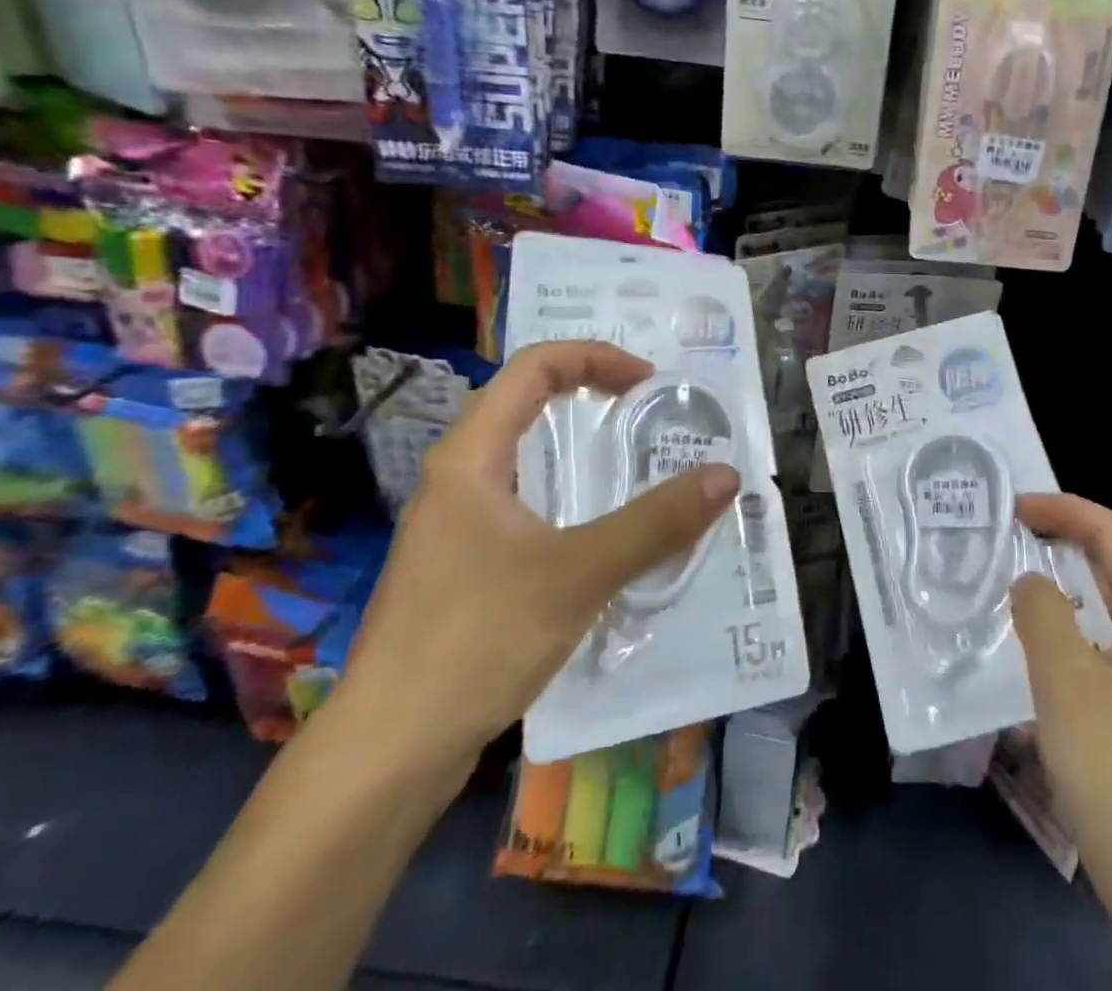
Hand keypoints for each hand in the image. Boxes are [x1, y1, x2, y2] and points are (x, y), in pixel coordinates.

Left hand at [336, 341, 740, 770]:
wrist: (386, 753)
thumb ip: (656, 522)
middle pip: (521, 401)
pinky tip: (591, 529)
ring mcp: (450, 524)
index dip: (594, 357)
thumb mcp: (579, 574)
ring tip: (626, 455)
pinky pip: (516, 499)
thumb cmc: (476, 641)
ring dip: (571, 440)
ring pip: (517, 453)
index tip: (648, 382)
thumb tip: (726, 474)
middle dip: (585, 389)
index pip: (532, 368)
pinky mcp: (456, 566)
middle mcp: (454, 478)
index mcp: (470, 457)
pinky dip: (559, 489)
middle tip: (644, 406)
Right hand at [1012, 493, 1111, 880]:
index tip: (1011, 505)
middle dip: (1067, 539)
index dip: (1062, 510)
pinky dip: (1086, 622)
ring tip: (1024, 569)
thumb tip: (1031, 580)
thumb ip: (1041, 611)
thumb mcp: (1066, 683)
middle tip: (1011, 530)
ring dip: (1075, 581)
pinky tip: (1053, 636)